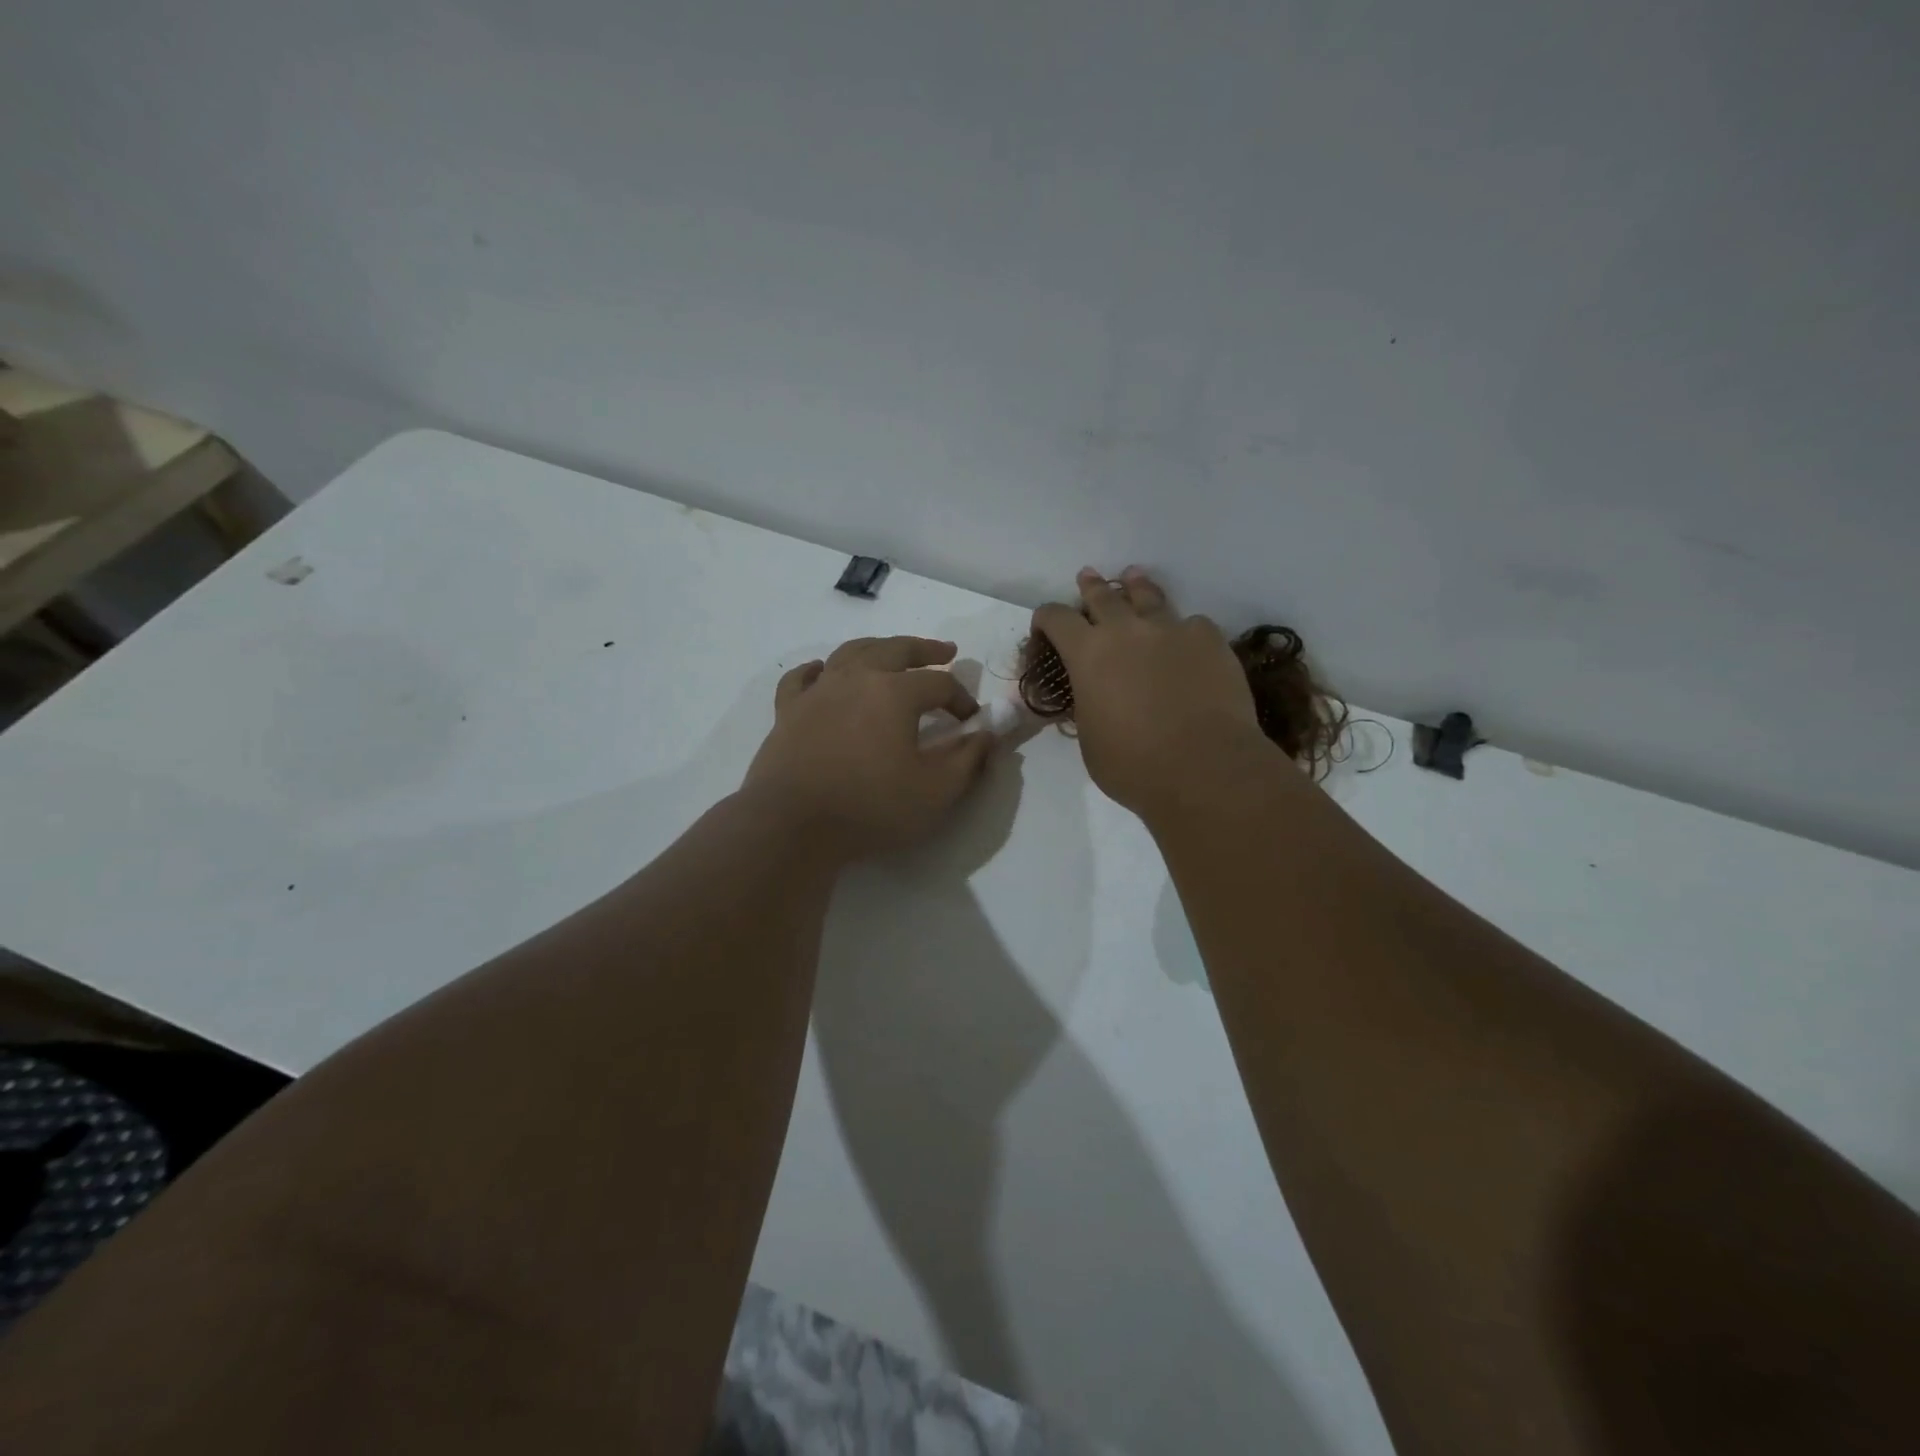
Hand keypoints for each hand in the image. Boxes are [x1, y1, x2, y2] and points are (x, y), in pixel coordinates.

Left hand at [742, 636, 995, 860]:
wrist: (792, 825)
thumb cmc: (870, 807)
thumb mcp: (936, 792)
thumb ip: (968, 759)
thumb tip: (988, 734)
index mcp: (894, 692)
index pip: (939, 683)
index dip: (962, 698)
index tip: (971, 721)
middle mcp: (856, 678)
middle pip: (896, 650)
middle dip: (925, 650)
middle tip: (944, 651)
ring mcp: (817, 692)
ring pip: (850, 653)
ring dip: (877, 648)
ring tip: (891, 652)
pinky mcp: (787, 711)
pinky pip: (802, 678)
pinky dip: (818, 669)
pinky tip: (823, 671)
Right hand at [1032, 568, 1272, 818]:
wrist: (1204, 767)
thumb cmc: (1133, 765)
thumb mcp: (1090, 740)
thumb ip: (1087, 707)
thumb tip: (1092, 698)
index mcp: (1087, 654)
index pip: (1056, 618)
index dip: (1046, 618)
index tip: (1045, 628)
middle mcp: (1125, 630)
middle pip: (1102, 596)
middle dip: (1090, 587)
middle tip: (1087, 577)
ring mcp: (1171, 629)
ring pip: (1148, 596)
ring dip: (1136, 588)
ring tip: (1133, 578)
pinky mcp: (1209, 639)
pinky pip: (1192, 624)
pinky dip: (1183, 630)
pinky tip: (1186, 640)